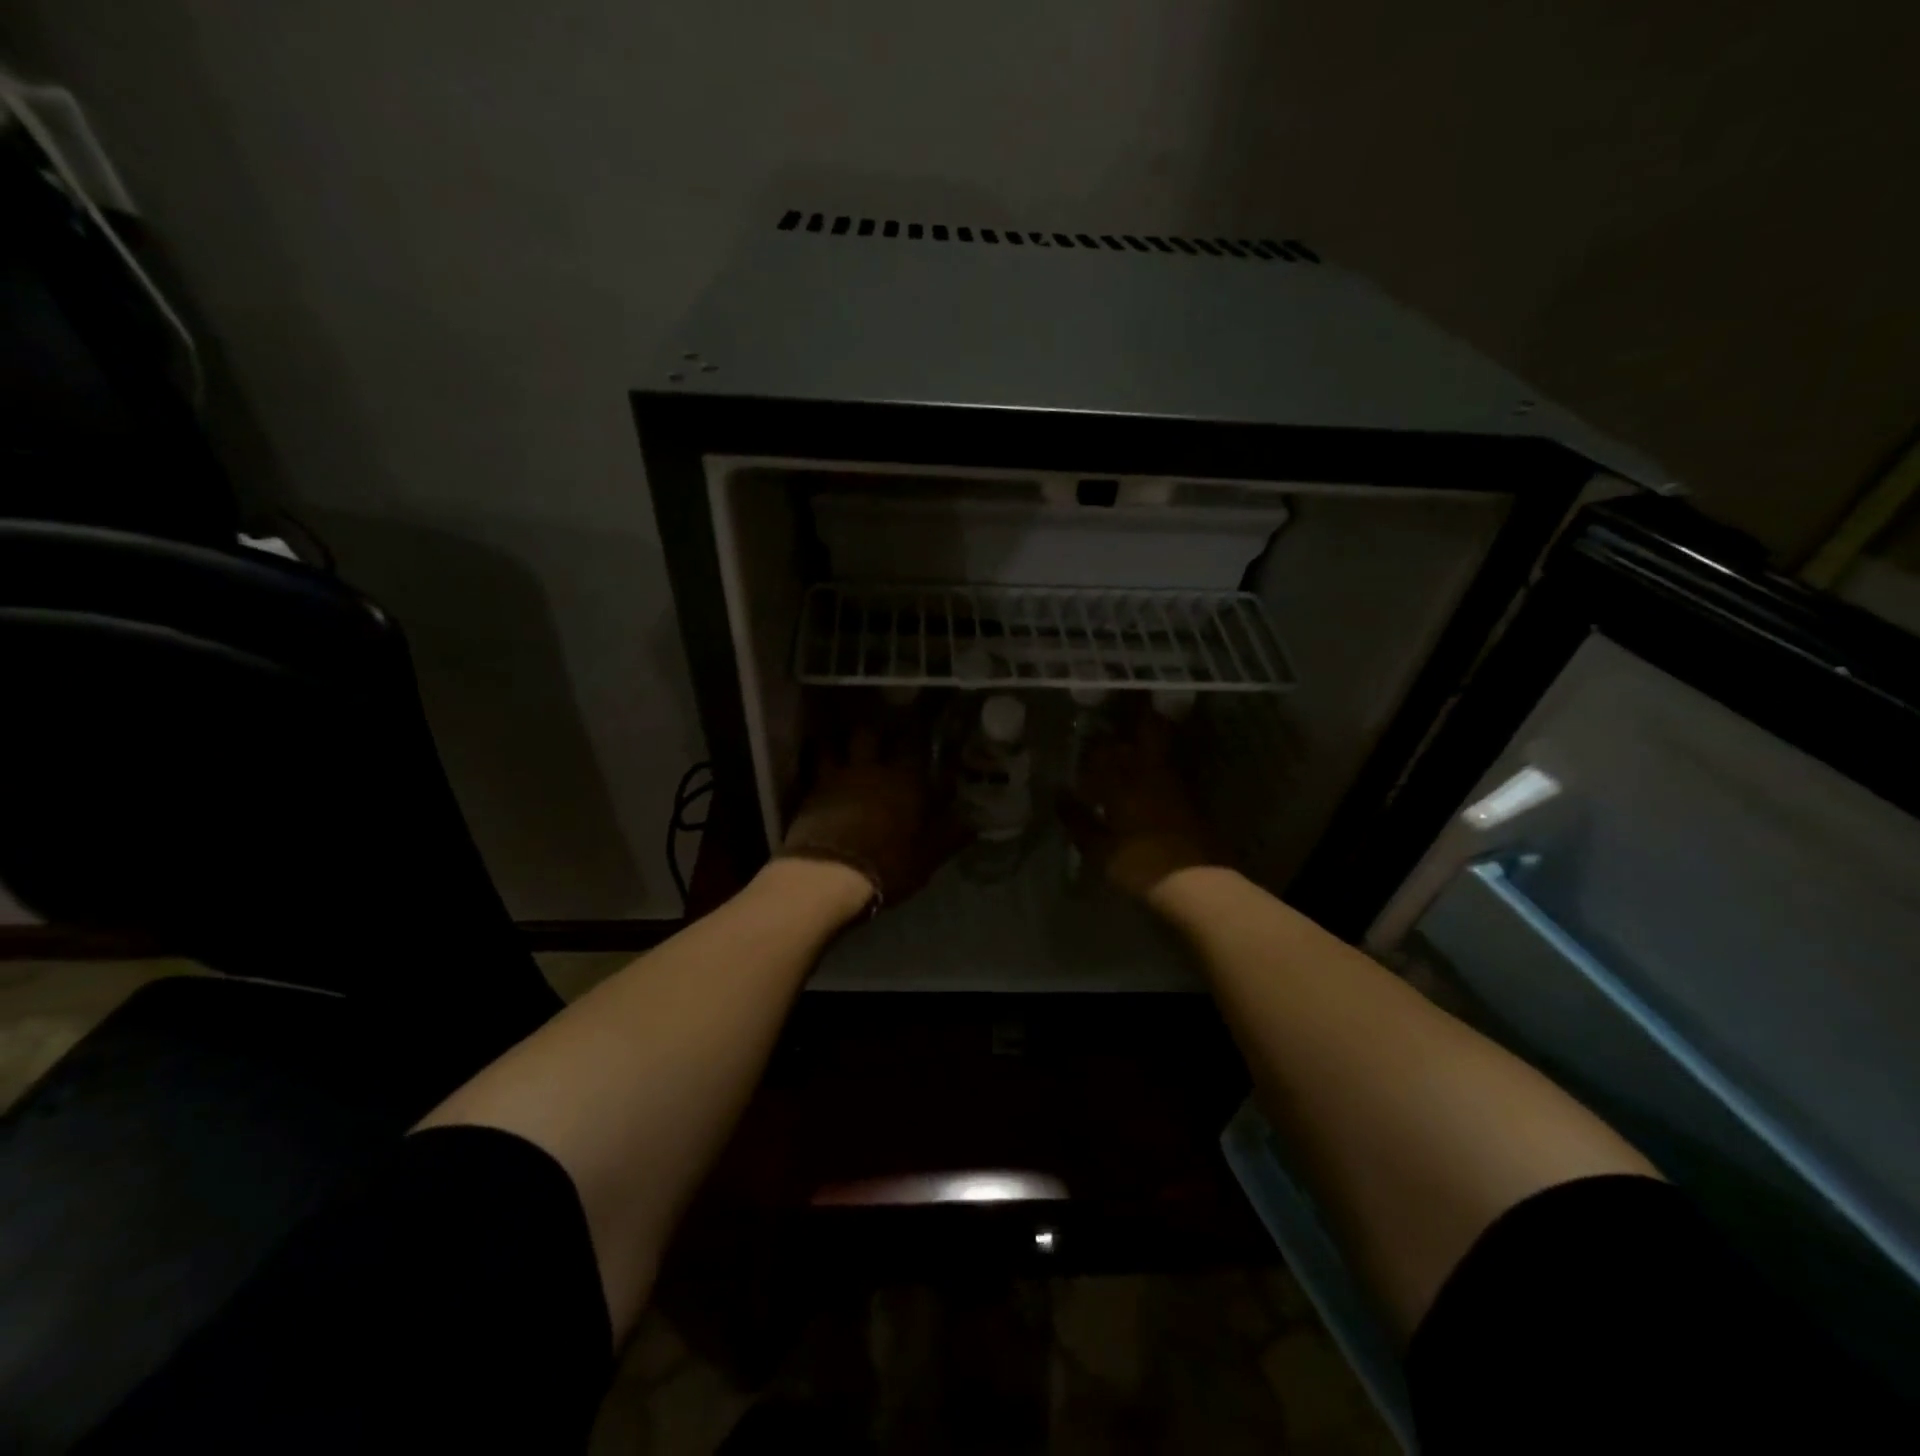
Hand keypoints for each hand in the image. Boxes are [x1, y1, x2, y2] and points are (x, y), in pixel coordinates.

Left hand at [780, 717, 965, 908]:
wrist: (828, 874)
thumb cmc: (887, 865)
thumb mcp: (928, 857)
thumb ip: (950, 835)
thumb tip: (973, 822)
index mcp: (906, 780)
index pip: (916, 746)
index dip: (920, 733)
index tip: (924, 724)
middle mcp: (871, 769)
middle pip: (871, 732)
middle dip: (877, 727)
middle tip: (881, 726)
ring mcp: (837, 776)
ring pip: (837, 742)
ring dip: (840, 737)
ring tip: (843, 736)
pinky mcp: (810, 790)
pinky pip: (813, 764)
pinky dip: (816, 756)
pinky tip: (817, 757)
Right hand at [1058, 707, 1217, 898]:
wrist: (1196, 885)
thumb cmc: (1139, 865)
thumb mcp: (1099, 849)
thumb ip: (1078, 820)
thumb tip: (1060, 795)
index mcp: (1123, 781)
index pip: (1105, 749)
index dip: (1095, 744)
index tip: (1085, 745)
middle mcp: (1151, 773)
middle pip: (1148, 732)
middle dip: (1134, 723)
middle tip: (1117, 729)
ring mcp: (1176, 785)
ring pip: (1161, 752)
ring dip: (1147, 747)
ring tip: (1129, 758)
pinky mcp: (1193, 801)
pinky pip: (1171, 774)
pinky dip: (1158, 773)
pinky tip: (1147, 788)